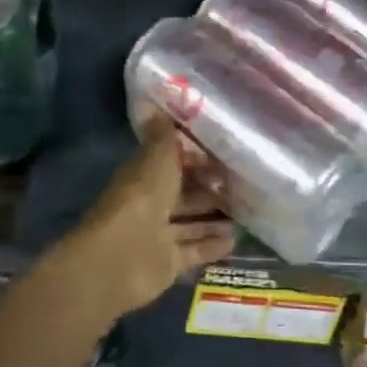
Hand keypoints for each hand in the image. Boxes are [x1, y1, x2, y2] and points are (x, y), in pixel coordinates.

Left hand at [51, 117, 234, 320]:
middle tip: (242, 186)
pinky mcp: (167, 263)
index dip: (195, 159)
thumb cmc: (140, 199)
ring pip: (191, 223)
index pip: (171, 163)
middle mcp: (150, 205)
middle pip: (183, 195)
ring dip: (214, 219)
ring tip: (246, 214)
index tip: (224, 156)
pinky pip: (194, 251)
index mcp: (144, 176)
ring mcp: (158, 236)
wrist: (120, 257)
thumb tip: (154, 102)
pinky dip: (213, 245)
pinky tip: (236, 240)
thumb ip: (162, 135)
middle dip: (209, 190)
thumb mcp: (156, 159)